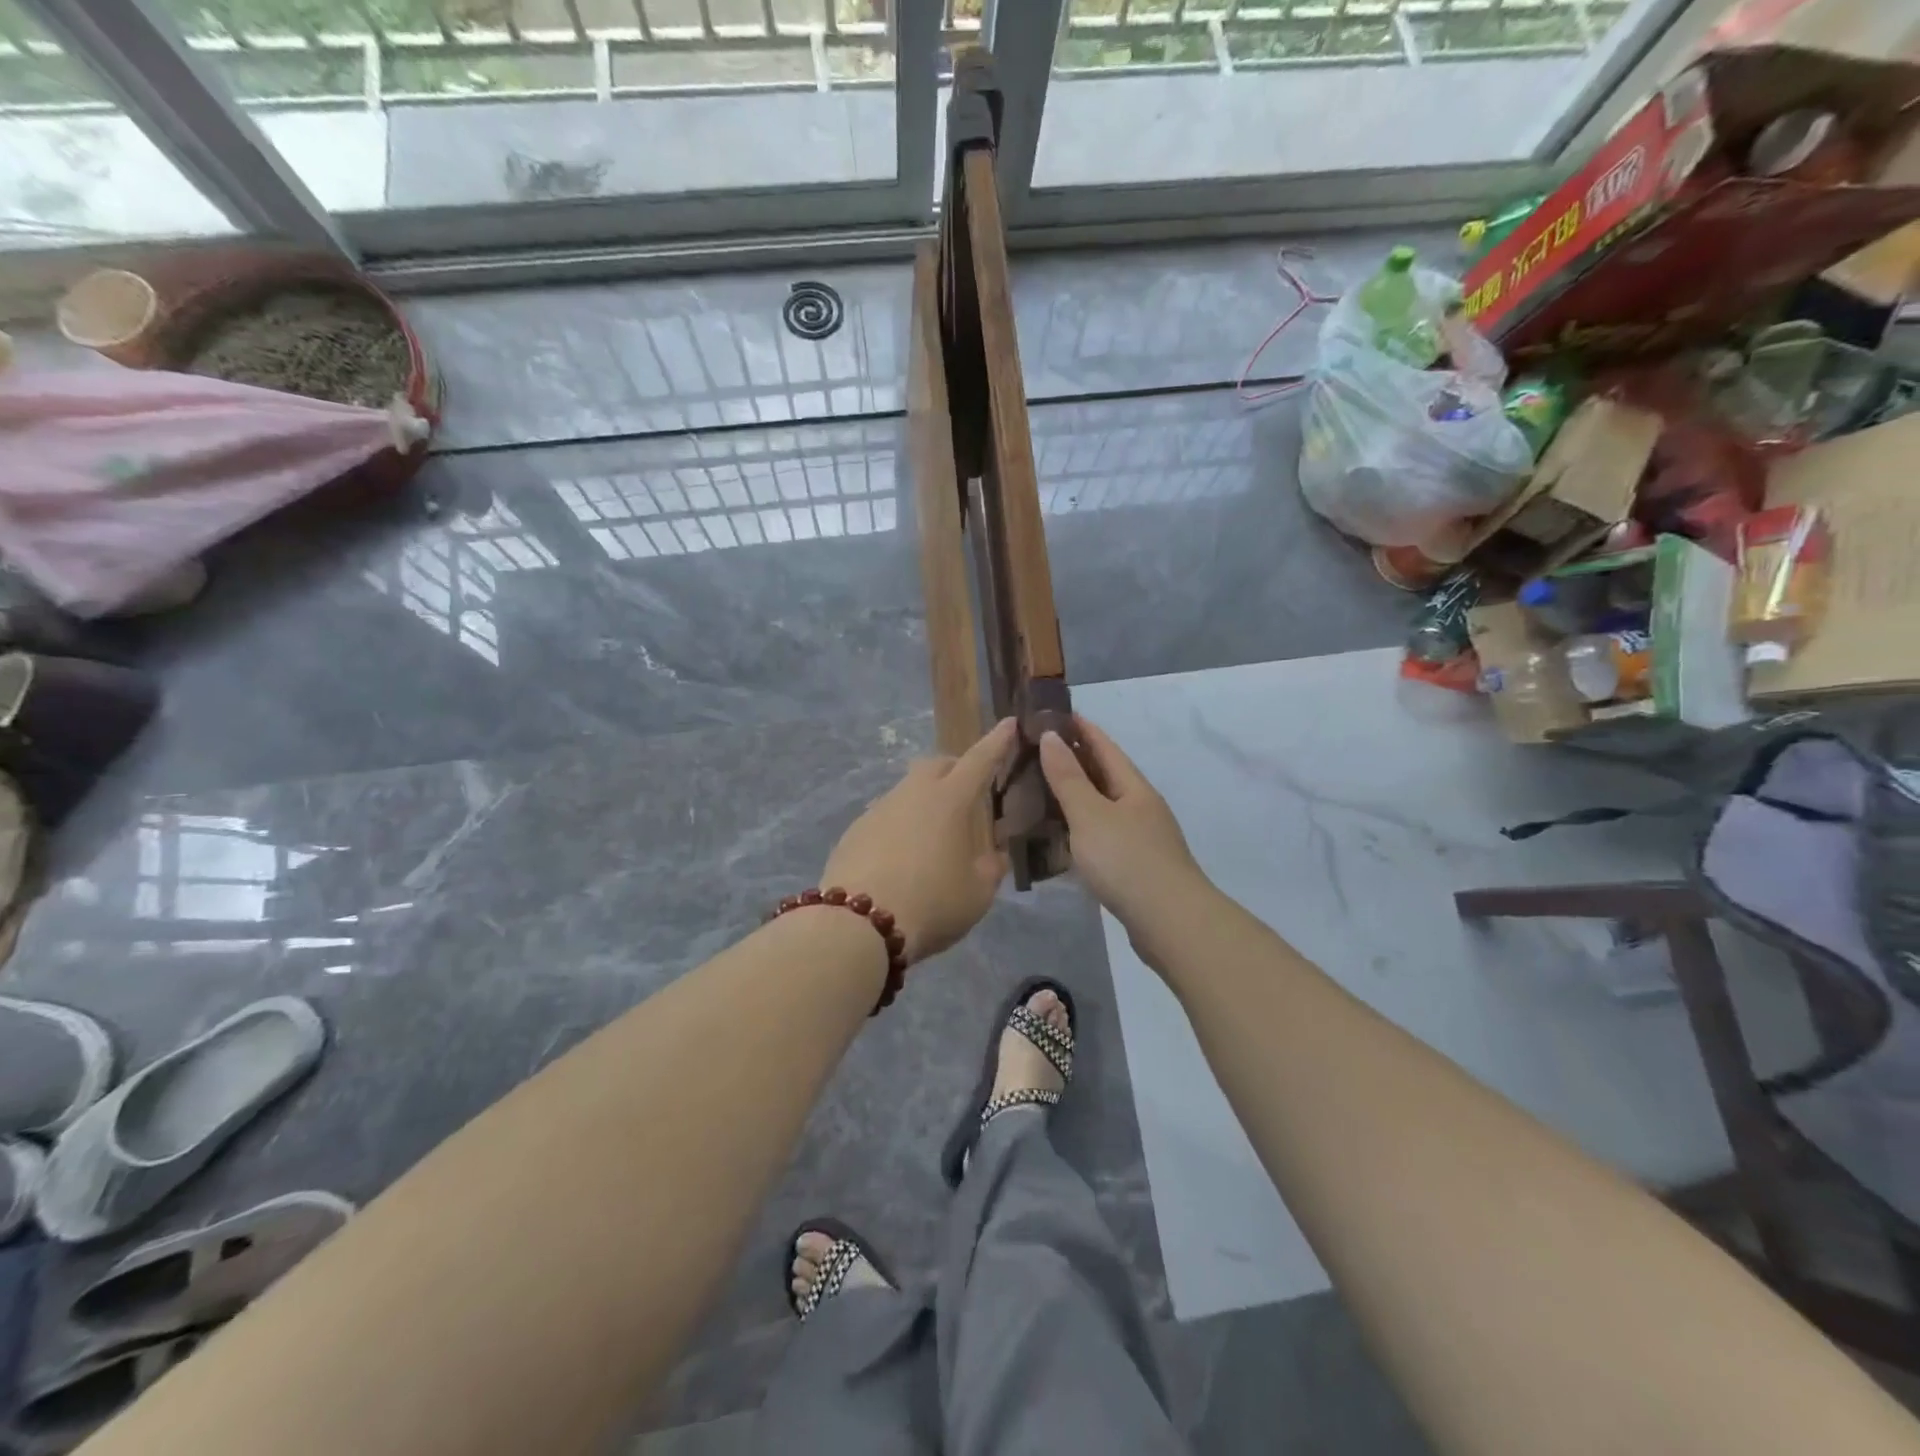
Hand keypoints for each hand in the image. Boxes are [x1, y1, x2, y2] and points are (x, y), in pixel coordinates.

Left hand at [820, 718, 1015, 963]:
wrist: (858, 925)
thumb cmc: (931, 903)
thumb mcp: (978, 893)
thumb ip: (991, 867)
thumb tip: (994, 854)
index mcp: (950, 800)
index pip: (980, 760)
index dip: (998, 741)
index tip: (1009, 723)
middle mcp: (912, 793)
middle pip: (936, 765)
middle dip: (955, 769)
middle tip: (968, 792)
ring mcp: (879, 809)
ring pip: (908, 790)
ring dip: (925, 801)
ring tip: (933, 836)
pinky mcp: (854, 830)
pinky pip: (886, 816)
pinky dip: (900, 826)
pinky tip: (901, 857)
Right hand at [1039, 716, 1203, 928]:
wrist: (1170, 923)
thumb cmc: (1127, 860)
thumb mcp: (1090, 814)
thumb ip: (1068, 777)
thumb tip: (1050, 736)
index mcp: (1134, 787)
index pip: (1104, 746)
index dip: (1081, 728)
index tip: (1055, 713)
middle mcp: (1141, 807)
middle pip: (1106, 775)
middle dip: (1076, 760)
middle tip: (1038, 751)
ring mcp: (1142, 838)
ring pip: (1104, 806)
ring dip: (1077, 795)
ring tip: (1042, 790)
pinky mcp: (1136, 866)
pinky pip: (1102, 834)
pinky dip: (1081, 826)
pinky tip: (1063, 836)